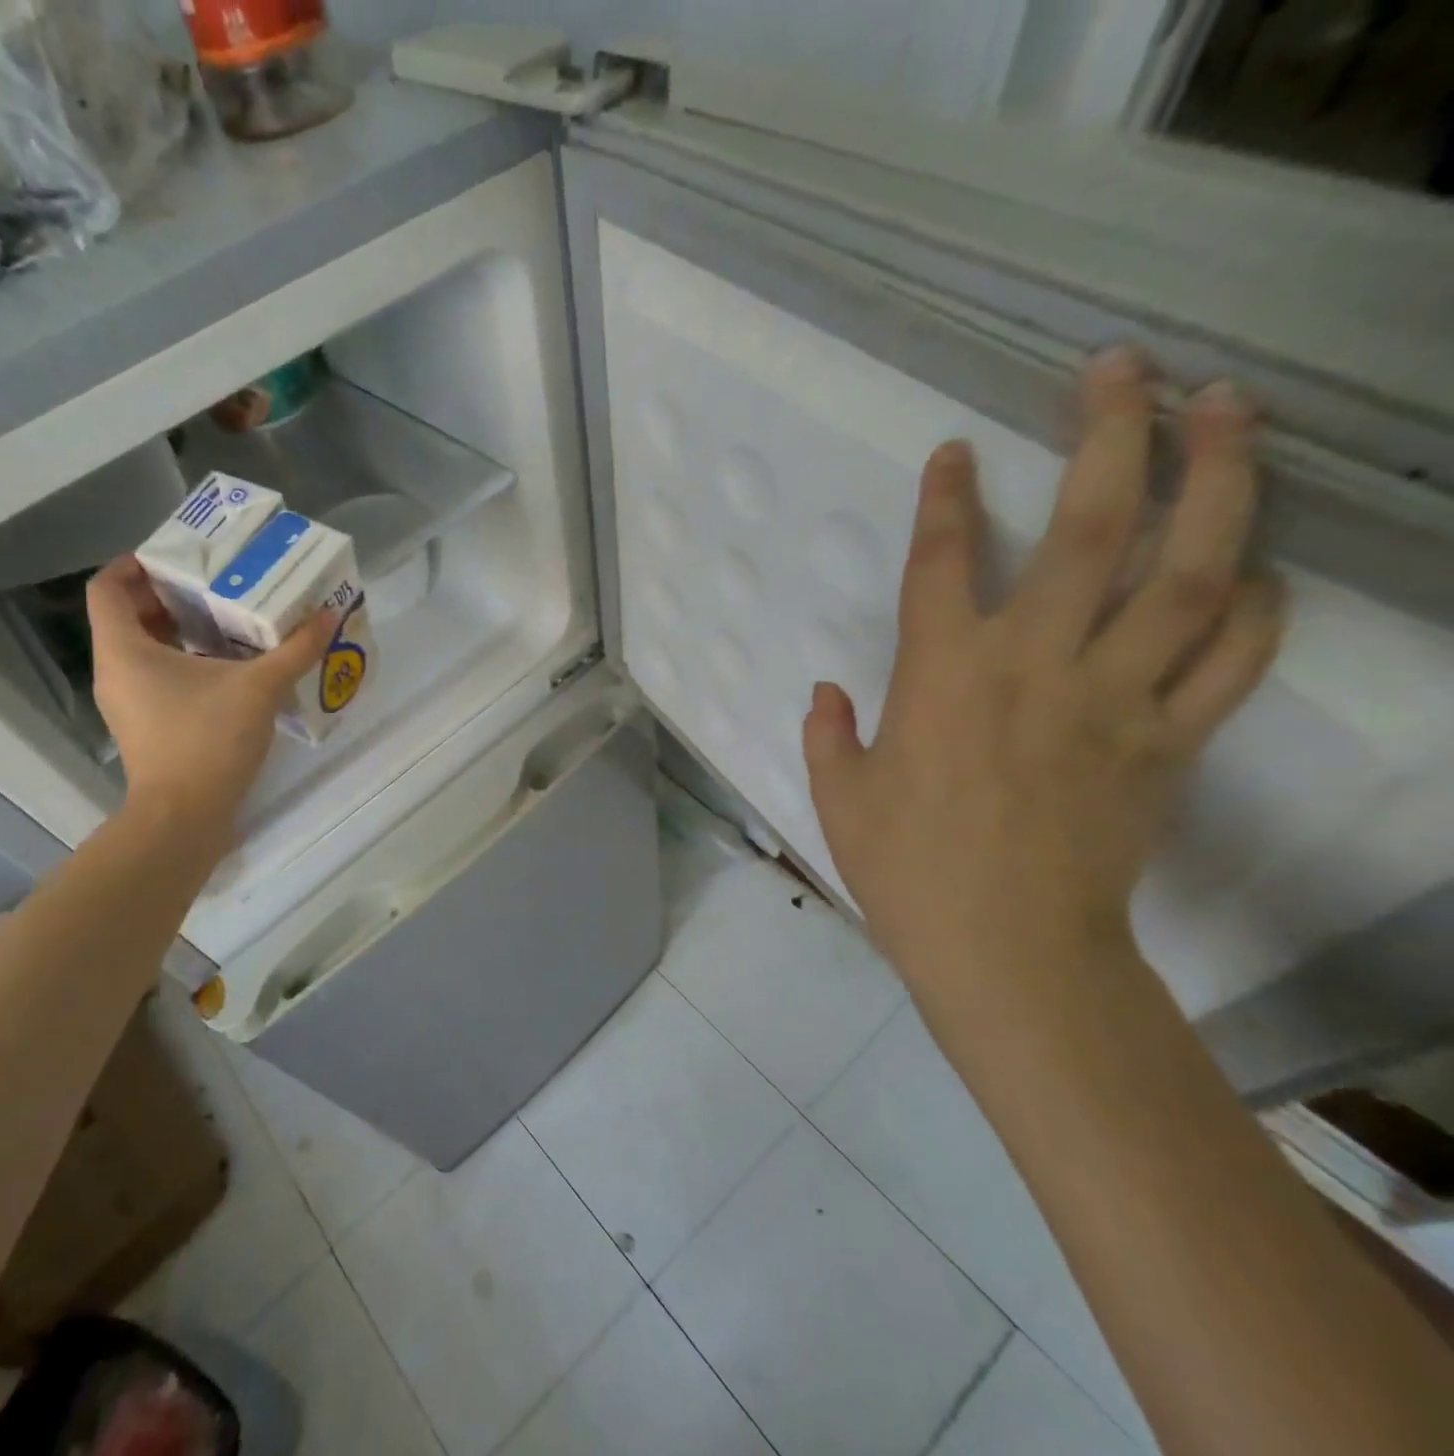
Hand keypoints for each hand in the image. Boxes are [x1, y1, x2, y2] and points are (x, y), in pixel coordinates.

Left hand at [86, 555, 335, 843]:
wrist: (184, 819)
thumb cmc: (207, 741)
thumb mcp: (259, 688)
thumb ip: (295, 649)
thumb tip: (328, 614)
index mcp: (124, 649)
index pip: (109, 586)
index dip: (138, 563)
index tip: (183, 558)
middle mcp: (115, 671)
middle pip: (128, 615)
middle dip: (171, 596)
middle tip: (218, 584)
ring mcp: (127, 703)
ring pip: (144, 649)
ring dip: (181, 632)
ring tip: (229, 622)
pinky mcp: (146, 727)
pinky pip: (157, 678)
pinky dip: (185, 664)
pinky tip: (229, 669)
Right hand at [801, 348, 1285, 995]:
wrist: (1008, 948)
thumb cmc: (906, 868)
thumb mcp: (840, 797)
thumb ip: (828, 733)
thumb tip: (826, 691)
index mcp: (939, 676)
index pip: (940, 561)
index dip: (946, 498)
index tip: (956, 451)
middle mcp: (1034, 664)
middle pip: (1089, 529)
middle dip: (1110, 435)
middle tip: (1125, 368)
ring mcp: (1115, 697)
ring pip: (1189, 572)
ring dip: (1216, 481)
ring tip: (1228, 412)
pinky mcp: (1170, 741)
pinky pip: (1233, 657)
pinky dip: (1257, 606)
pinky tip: (1258, 567)